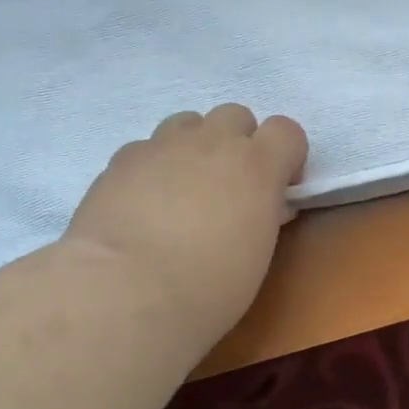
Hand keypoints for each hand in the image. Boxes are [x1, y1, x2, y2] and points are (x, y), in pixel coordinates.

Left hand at [61, 105, 307, 343]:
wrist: (125, 293)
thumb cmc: (208, 287)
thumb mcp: (256, 254)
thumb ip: (264, 216)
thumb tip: (265, 206)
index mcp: (257, 166)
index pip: (287, 131)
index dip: (286, 156)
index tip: (278, 188)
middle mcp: (212, 142)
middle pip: (236, 115)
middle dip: (238, 143)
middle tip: (229, 187)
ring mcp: (163, 146)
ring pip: (188, 122)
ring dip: (195, 146)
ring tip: (184, 189)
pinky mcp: (121, 160)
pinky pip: (147, 148)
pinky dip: (153, 167)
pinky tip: (144, 203)